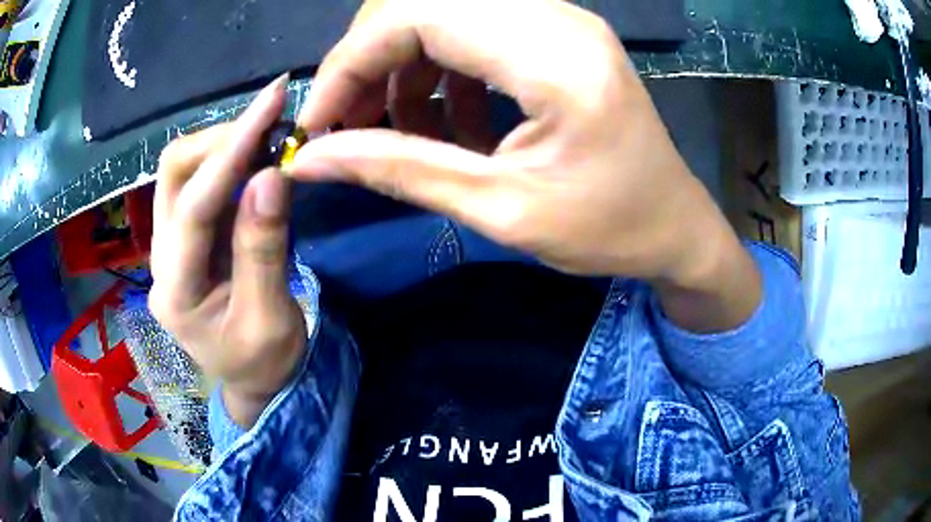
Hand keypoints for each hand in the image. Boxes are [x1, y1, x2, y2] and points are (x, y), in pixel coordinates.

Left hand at [149, 76, 306, 427]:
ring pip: (180, 171)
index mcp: (175, 292)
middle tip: (271, 121)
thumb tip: (270, 175)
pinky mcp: (185, 236)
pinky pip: (199, 182)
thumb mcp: (269, 318)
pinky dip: (228, 159)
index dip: (231, 152)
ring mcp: (169, 245)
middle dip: (220, 138)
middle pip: (172, 174)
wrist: (251, 381)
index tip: (271, 104)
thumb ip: (263, 249)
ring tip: (268, 133)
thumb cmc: (262, 363)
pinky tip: (256, 155)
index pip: (195, 207)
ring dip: (223, 143)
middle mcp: (161, 260)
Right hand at [290, 0, 759, 331]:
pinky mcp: (557, 35)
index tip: (318, 124)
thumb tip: (311, 159)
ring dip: (402, 68)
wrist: (676, 225)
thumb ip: (399, 170)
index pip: (414, 16)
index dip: (349, 63)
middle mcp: (555, 17)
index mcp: (553, 55)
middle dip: (368, 63)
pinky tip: (452, 123)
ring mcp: (558, 20)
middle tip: (349, 127)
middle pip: (420, 4)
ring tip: (401, 133)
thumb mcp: (502, 210)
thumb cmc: (609, 230)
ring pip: (441, 14)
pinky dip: (440, 71)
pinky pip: (472, 30)